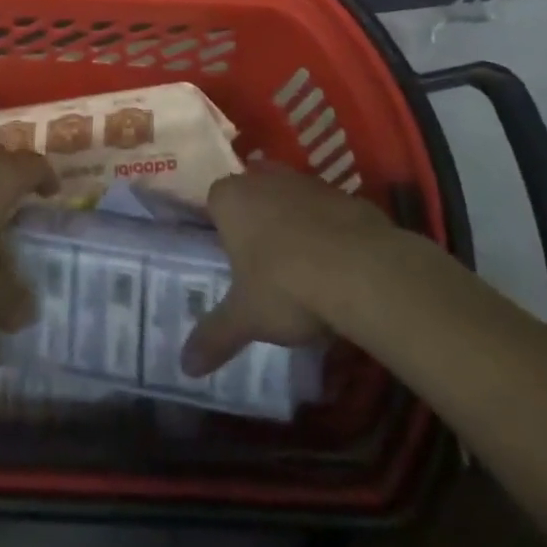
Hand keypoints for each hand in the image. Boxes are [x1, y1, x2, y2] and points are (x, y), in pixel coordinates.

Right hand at [182, 163, 399, 376]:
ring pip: (291, 198)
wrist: (360, 270)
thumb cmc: (285, 286)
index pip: (214, 202)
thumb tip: (186, 367)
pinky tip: (338, 265)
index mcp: (230, 198)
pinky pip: (327, 211)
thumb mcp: (246, 319)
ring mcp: (307, 183)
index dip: (222, 228)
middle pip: (254, 194)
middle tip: (263, 262)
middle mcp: (264, 180)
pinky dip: (328, 230)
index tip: (232, 258)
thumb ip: (214, 337)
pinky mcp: (346, 195)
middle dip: (257, 220)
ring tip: (302, 267)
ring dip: (294, 222)